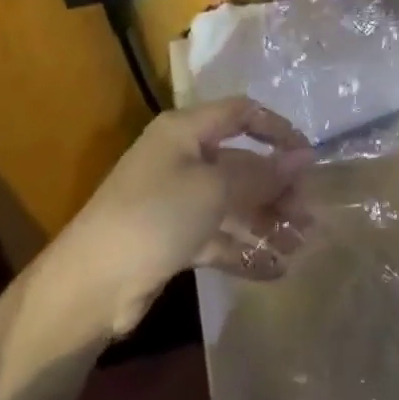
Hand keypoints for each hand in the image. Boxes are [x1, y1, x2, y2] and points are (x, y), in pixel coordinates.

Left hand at [50, 98, 313, 336]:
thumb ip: (263, 173)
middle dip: (277, 187)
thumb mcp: (215, 188)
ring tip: (299, 245)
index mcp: (185, 131)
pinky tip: (274, 271)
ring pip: (232, 203)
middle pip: (241, 163)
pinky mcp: (172, 240)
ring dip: (266, 222)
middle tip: (308, 215)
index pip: (241, 114)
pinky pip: (218, 238)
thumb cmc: (156, 216)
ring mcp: (176, 201)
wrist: (90, 286)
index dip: (277, 129)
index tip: (308, 156)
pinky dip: (244, 251)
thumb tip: (305, 155)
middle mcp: (181, 159)